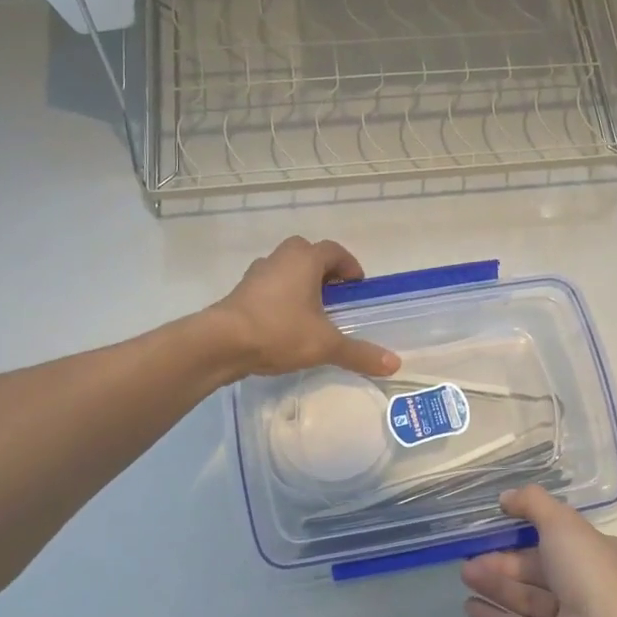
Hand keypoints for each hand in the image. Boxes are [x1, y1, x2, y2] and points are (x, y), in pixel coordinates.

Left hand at [210, 237, 400, 379]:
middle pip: (308, 254)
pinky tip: (285, 324)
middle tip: (336, 296)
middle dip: (324, 271)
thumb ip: (359, 353)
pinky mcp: (241, 292)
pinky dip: (281, 298)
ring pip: (285, 269)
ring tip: (312, 312)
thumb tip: (395, 364)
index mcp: (305, 260)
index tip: (357, 286)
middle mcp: (281, 259)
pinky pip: (269, 287)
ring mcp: (257, 274)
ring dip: (300, 283)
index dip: (350, 266)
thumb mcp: (325, 345)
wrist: (221, 343)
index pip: (334, 251)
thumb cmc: (279, 332)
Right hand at [462, 486, 616, 616]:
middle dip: (504, 561)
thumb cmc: (590, 573)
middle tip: (470, 556)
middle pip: (540, 568)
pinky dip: (497, 615)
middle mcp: (592, 585)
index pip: (562, 537)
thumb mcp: (562, 523)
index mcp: (604, 554)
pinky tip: (469, 607)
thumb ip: (533, 503)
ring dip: (496, 585)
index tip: (499, 524)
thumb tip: (506, 497)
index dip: (530, 530)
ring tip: (464, 575)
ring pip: (529, 596)